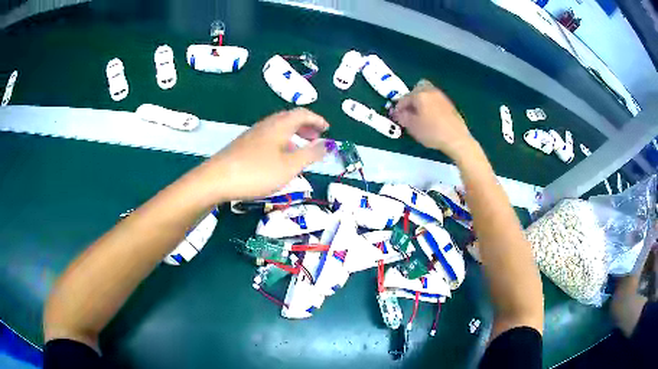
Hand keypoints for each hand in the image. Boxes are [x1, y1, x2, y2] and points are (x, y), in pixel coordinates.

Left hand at [196, 108, 330, 202]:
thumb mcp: (289, 166)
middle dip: (306, 125)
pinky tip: (279, 156)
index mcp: (279, 125)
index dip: (317, 119)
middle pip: (289, 118)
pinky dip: (282, 140)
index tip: (327, 128)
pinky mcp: (244, 145)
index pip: (302, 114)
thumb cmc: (257, 172)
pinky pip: (269, 136)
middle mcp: (266, 125)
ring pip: (278, 127)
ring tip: (301, 146)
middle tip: (317, 136)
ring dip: (294, 133)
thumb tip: (327, 144)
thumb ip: (310, 154)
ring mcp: (253, 134)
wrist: (217, 179)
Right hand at [391, 80, 474, 158]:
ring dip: (421, 102)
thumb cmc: (432, 132)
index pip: (404, 98)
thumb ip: (402, 117)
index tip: (397, 117)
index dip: (398, 108)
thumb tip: (397, 113)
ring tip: (420, 116)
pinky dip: (430, 105)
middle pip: (416, 89)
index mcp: (420, 95)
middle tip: (409, 112)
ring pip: (427, 94)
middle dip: (411, 99)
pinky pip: (435, 100)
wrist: (457, 139)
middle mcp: (430, 91)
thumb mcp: (412, 127)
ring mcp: (441, 97)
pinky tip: (431, 118)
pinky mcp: (449, 104)